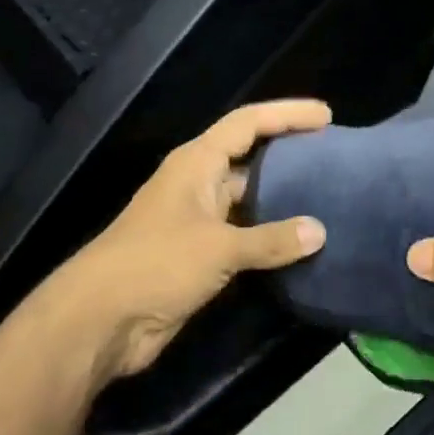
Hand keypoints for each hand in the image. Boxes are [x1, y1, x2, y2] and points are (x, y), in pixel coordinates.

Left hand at [44, 98, 330, 386]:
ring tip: (326, 196)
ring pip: (248, 197)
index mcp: (197, 163)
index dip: (286, 115)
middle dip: (288, 152)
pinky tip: (299, 242)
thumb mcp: (218, 247)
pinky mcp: (198, 254)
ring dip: (282, 197)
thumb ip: (271, 240)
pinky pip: (243, 234)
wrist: (101, 320)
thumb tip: (320, 231)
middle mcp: (197, 183)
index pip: (247, 123)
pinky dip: (269, 235)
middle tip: (332, 155)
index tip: (326, 116)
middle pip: (249, 156)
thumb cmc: (157, 264)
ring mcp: (197, 220)